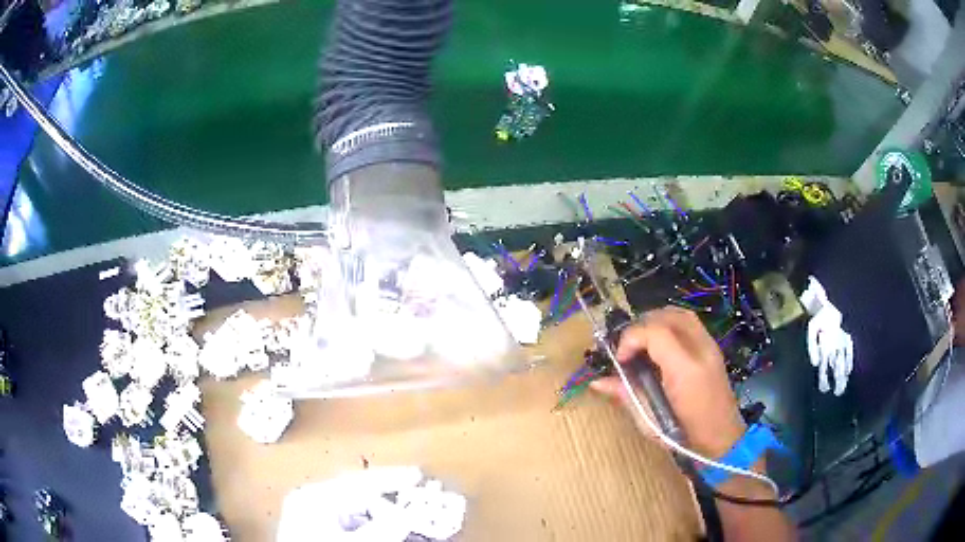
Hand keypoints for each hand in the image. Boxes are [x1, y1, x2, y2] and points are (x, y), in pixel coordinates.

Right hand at [591, 307, 745, 457]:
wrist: (721, 439)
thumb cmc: (684, 435)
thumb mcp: (649, 420)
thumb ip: (625, 395)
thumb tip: (597, 382)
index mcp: (685, 369)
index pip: (655, 332)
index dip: (631, 338)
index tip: (619, 359)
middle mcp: (700, 350)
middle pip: (667, 316)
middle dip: (641, 327)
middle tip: (628, 349)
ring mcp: (710, 347)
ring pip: (681, 314)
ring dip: (656, 321)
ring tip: (642, 342)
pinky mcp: (713, 349)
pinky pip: (690, 323)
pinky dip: (671, 324)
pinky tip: (660, 345)